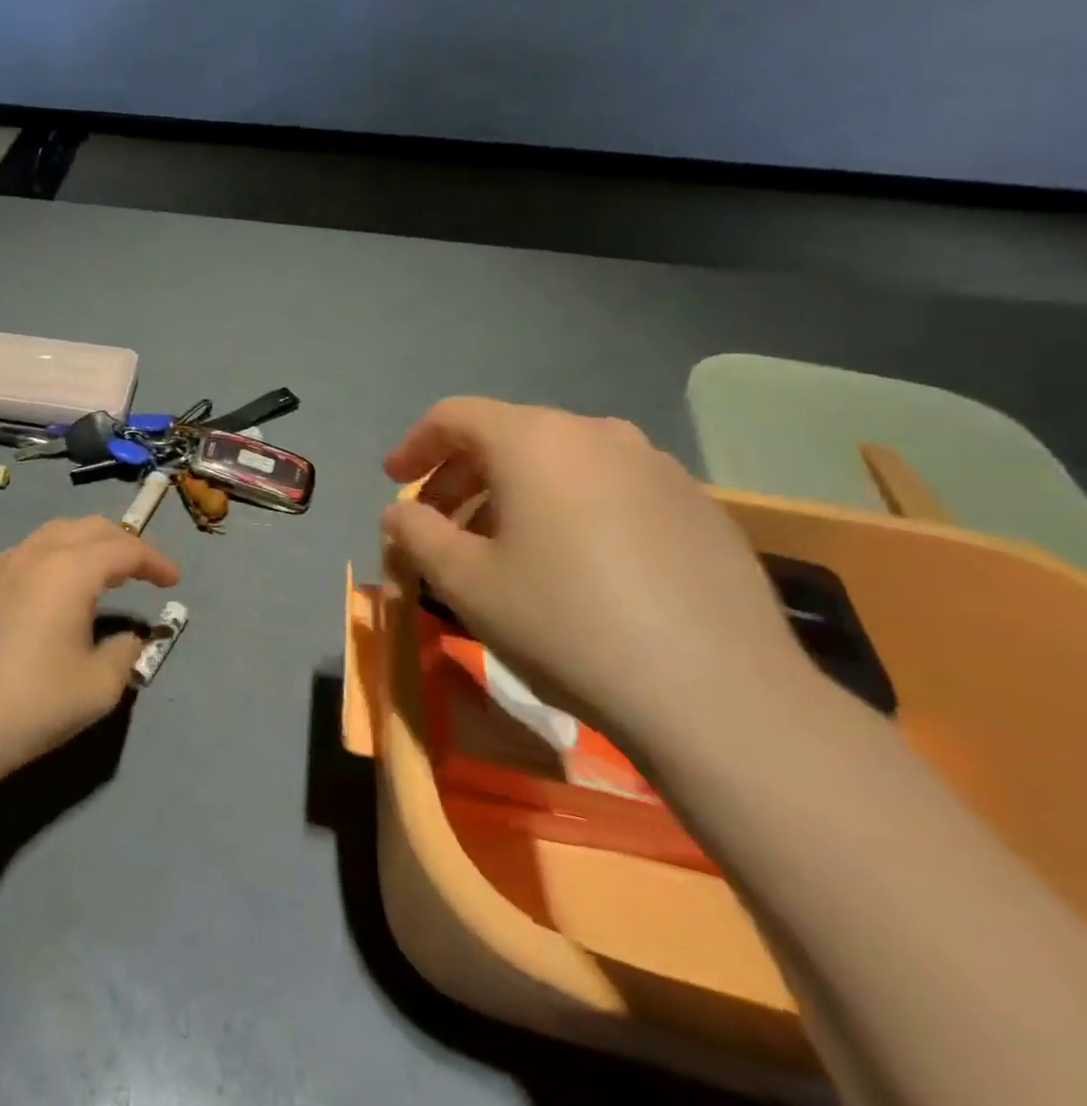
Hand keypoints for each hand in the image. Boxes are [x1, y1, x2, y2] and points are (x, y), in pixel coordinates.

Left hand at [0, 516, 180, 776]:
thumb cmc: (35, 704)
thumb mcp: (99, 687)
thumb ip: (125, 653)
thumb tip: (128, 638)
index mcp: (70, 571)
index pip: (123, 550)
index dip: (154, 561)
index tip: (173, 580)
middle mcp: (35, 556)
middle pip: (88, 528)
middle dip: (121, 542)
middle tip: (141, 569)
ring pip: (51, 535)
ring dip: (83, 545)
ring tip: (98, 572)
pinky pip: (22, 555)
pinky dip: (50, 559)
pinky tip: (48, 590)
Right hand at [381, 397, 812, 749]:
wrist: (718, 697)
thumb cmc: (565, 624)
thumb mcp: (464, 582)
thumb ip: (416, 533)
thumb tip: (400, 513)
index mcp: (534, 440)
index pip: (455, 416)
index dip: (415, 445)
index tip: (394, 482)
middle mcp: (597, 434)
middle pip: (508, 435)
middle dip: (462, 475)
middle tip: (440, 523)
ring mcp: (657, 467)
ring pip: (562, 461)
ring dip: (516, 492)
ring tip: (504, 545)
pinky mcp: (699, 507)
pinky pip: (611, 488)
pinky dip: (571, 507)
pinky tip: (576, 564)